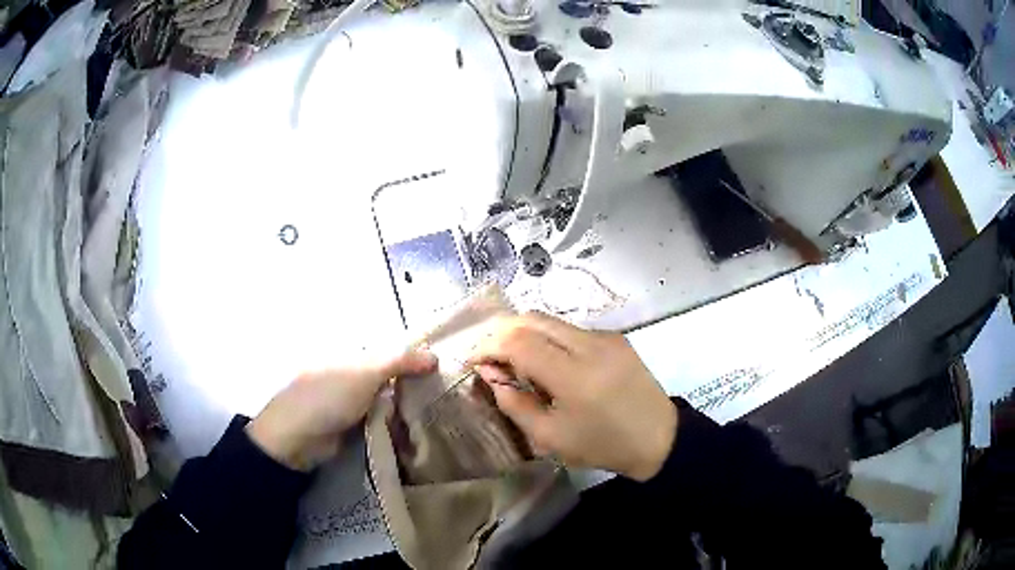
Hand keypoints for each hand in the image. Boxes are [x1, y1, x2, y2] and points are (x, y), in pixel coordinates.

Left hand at [247, 350, 436, 470]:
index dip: (417, 353)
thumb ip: (400, 361)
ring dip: (410, 402)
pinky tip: (421, 423)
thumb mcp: (365, 372)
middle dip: (417, 379)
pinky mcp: (355, 422)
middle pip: (393, 372)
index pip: (392, 347)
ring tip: (445, 407)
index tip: (447, 362)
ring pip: (390, 395)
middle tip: (452, 388)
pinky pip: (383, 416)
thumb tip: (435, 355)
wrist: (299, 438)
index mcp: (353, 351)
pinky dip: (398, 419)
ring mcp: (354, 398)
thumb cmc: (328, 396)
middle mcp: (355, 371)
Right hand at [468, 313, 676, 480]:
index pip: (518, 342)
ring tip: (514, 361)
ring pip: (550, 321)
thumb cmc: (602, 445)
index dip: (488, 346)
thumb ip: (514, 403)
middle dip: (501, 332)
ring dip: (524, 334)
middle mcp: (589, 345)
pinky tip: (548, 364)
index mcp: (574, 376)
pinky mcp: (615, 337)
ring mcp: (605, 337)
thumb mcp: (550, 437)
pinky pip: (570, 330)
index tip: (473, 361)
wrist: (658, 438)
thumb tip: (491, 374)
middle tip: (487, 355)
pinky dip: (548, 339)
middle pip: (532, 319)